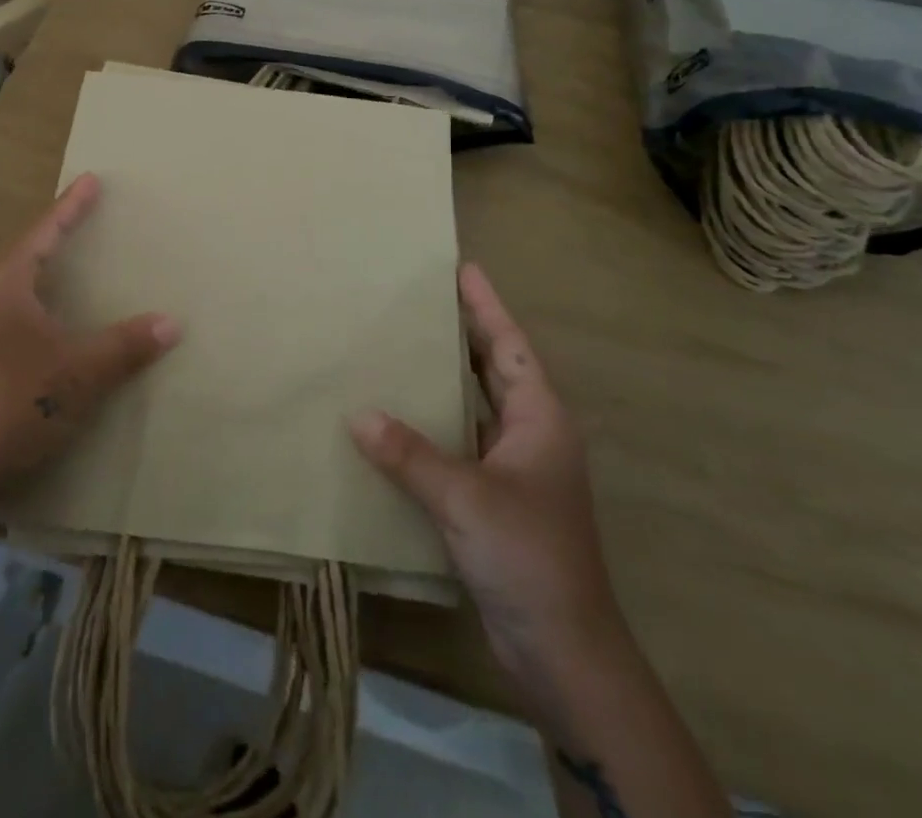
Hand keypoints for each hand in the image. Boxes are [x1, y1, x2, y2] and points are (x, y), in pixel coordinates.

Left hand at [0, 173, 180, 510]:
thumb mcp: (80, 372)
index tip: (91, 178)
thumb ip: (126, 345)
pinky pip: (5, 310)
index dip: (71, 205)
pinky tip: (47, 324)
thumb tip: (172, 323)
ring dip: (39, 270)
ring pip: (10, 283)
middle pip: (21, 251)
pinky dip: (32, 301)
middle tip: (81, 221)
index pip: (44, 231)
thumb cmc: (14, 403)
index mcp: (5, 283)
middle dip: (52, 234)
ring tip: (67, 268)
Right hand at [351, 264, 626, 725]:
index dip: (486, 305)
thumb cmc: (527, 556)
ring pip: (476, 407)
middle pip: (494, 369)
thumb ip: (409, 454)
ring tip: (401, 349)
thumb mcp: (465, 498)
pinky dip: (433, 427)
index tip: (462, 267)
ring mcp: (516, 469)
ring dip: (445, 381)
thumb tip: (357, 414)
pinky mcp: (497, 500)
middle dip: (463, 334)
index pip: (510, 345)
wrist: (564, 653)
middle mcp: (531, 435)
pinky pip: (460, 444)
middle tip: (419, 301)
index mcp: (539, 419)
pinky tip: (397, 422)